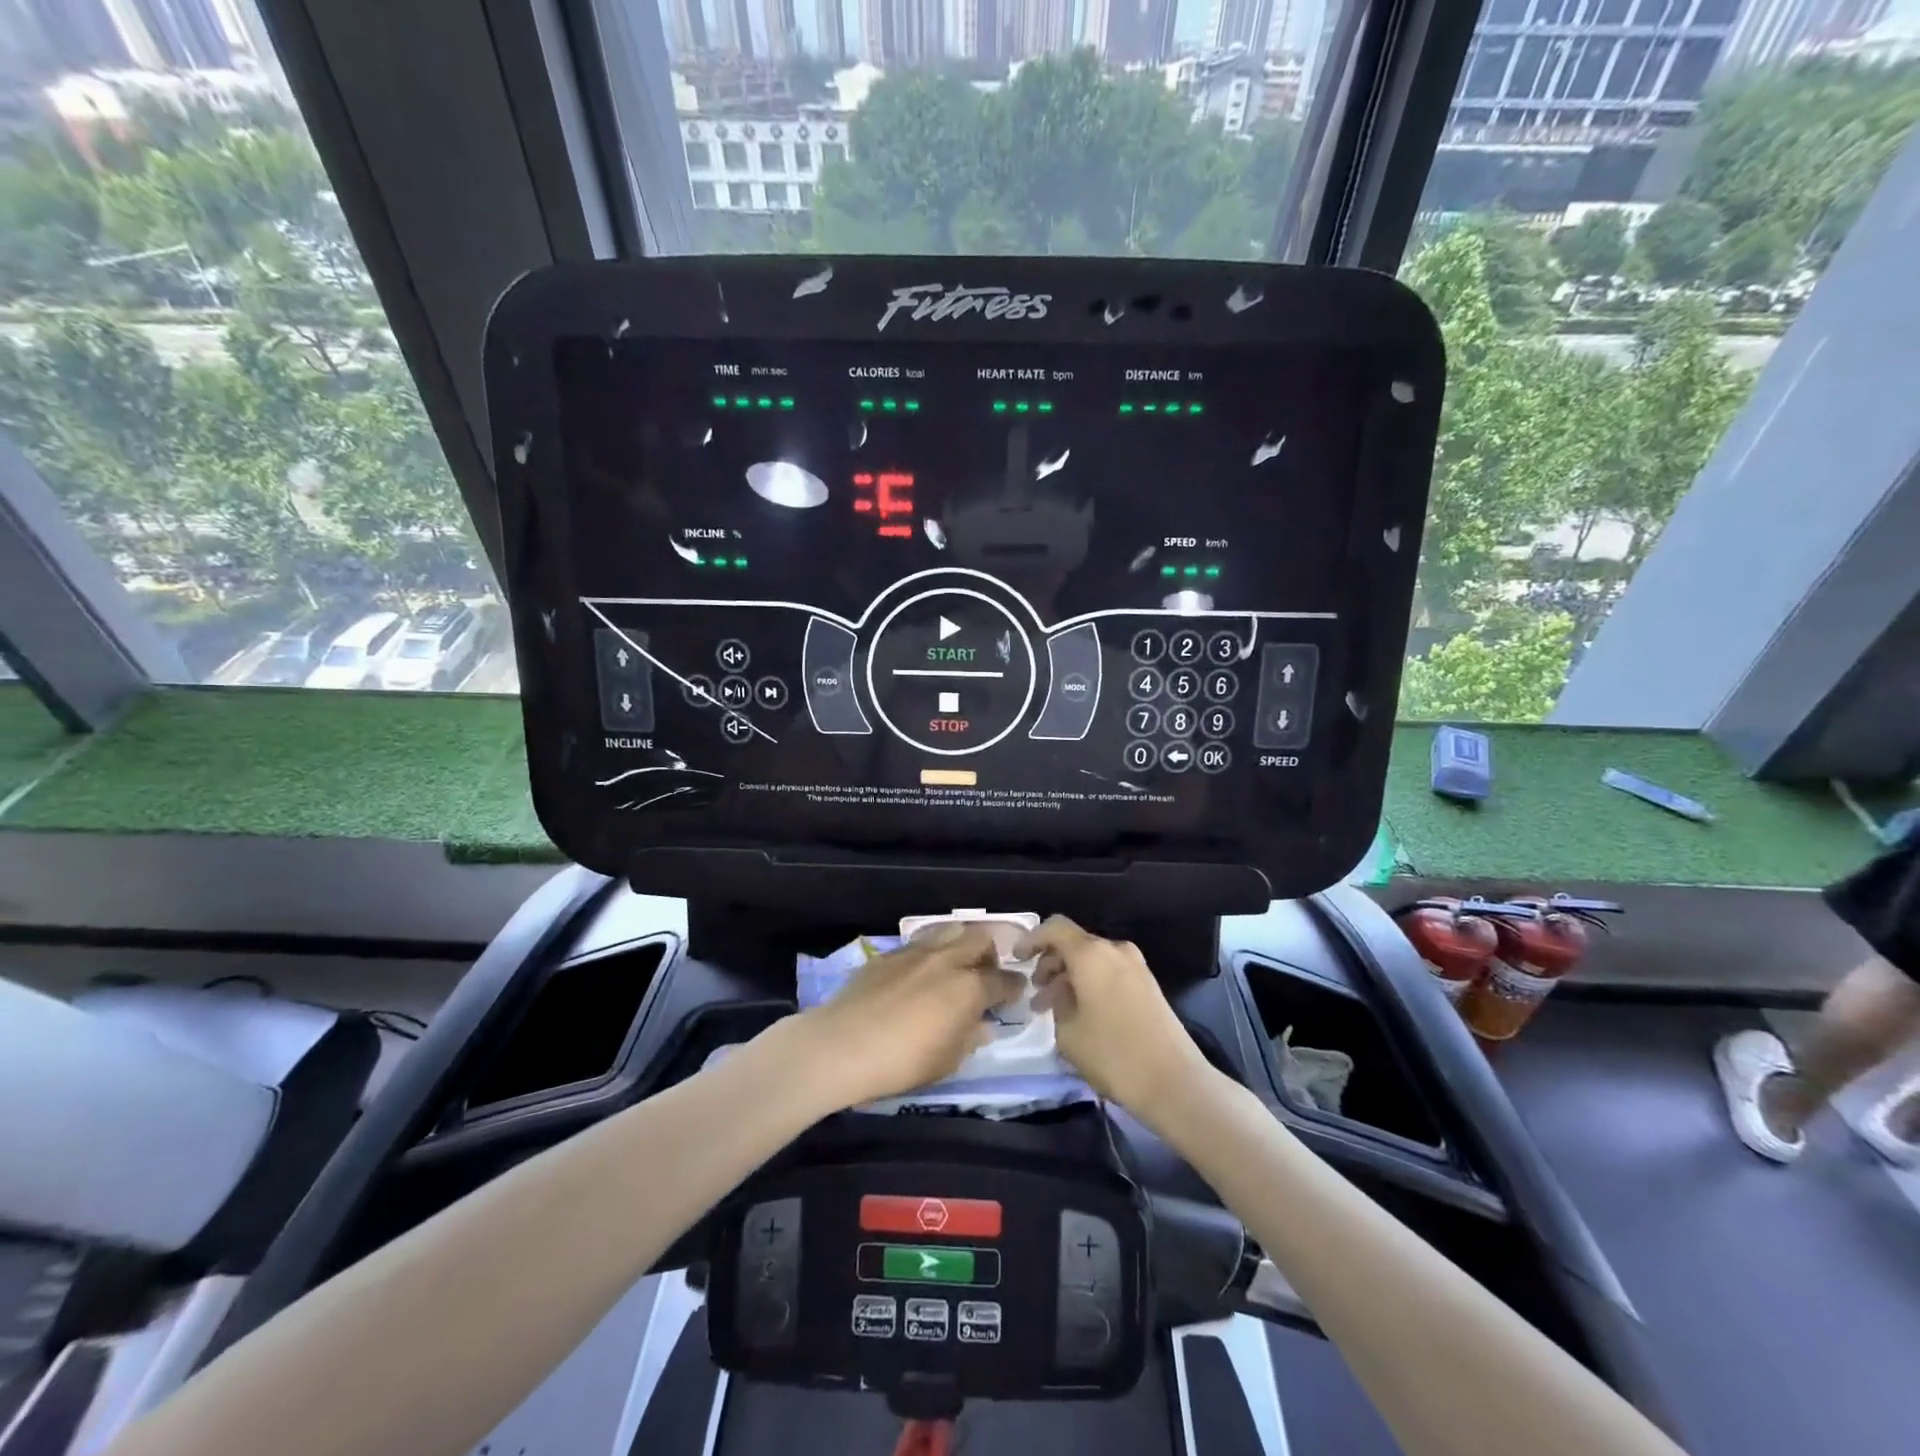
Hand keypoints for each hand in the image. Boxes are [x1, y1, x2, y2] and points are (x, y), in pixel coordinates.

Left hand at [796, 926, 1024, 1108]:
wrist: (843, 1046)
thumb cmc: (903, 1062)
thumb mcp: (948, 1061)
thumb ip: (970, 1038)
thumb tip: (983, 1025)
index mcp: (969, 988)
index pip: (1004, 980)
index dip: (1014, 987)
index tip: (1015, 993)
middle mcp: (947, 960)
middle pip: (980, 940)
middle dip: (990, 954)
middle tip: (986, 973)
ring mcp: (915, 952)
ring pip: (949, 931)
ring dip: (960, 943)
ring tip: (956, 963)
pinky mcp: (887, 954)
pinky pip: (918, 944)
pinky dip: (928, 953)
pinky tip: (919, 972)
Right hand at [1016, 916, 1209, 1118]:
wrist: (1175, 1082)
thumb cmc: (1113, 1055)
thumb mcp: (1068, 1033)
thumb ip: (1057, 1003)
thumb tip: (1062, 994)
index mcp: (1091, 954)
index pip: (1055, 928)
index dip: (1032, 939)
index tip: (1016, 959)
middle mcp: (1114, 950)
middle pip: (1074, 944)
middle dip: (1050, 964)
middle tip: (1035, 993)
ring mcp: (1136, 966)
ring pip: (1092, 961)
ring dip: (1070, 978)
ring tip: (1053, 1009)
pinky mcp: (1148, 985)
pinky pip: (1109, 973)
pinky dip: (1090, 984)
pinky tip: (1080, 1013)